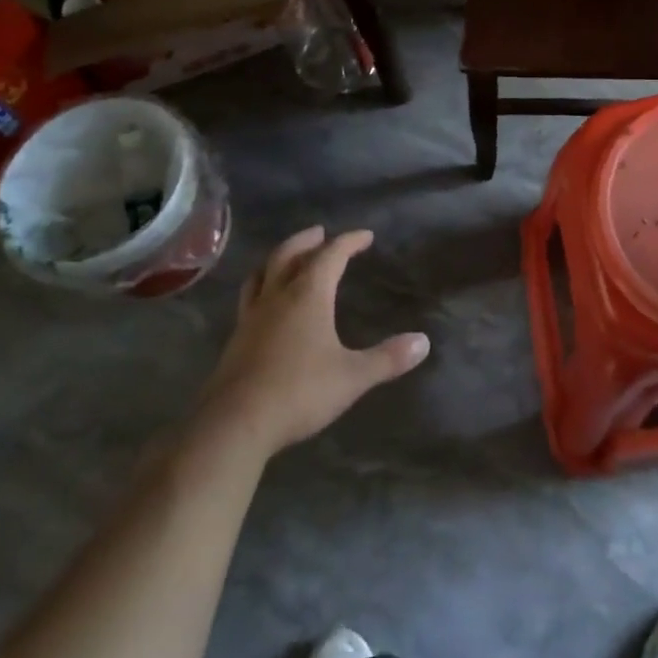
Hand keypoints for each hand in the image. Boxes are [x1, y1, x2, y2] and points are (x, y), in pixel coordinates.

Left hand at [199, 227, 430, 455]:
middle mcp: (277, 297)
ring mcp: (251, 318)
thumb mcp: (352, 376)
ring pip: (262, 274)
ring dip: (278, 259)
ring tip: (288, 259)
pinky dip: (262, 288)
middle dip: (307, 240)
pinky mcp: (235, 341)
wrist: (233, 425)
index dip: (349, 241)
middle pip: (289, 254)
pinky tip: (267, 306)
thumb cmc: (298, 392)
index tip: (365, 236)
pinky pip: (250, 300)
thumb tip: (424, 342)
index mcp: (308, 295)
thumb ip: (388, 358)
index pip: (331, 255)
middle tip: (320, 233)